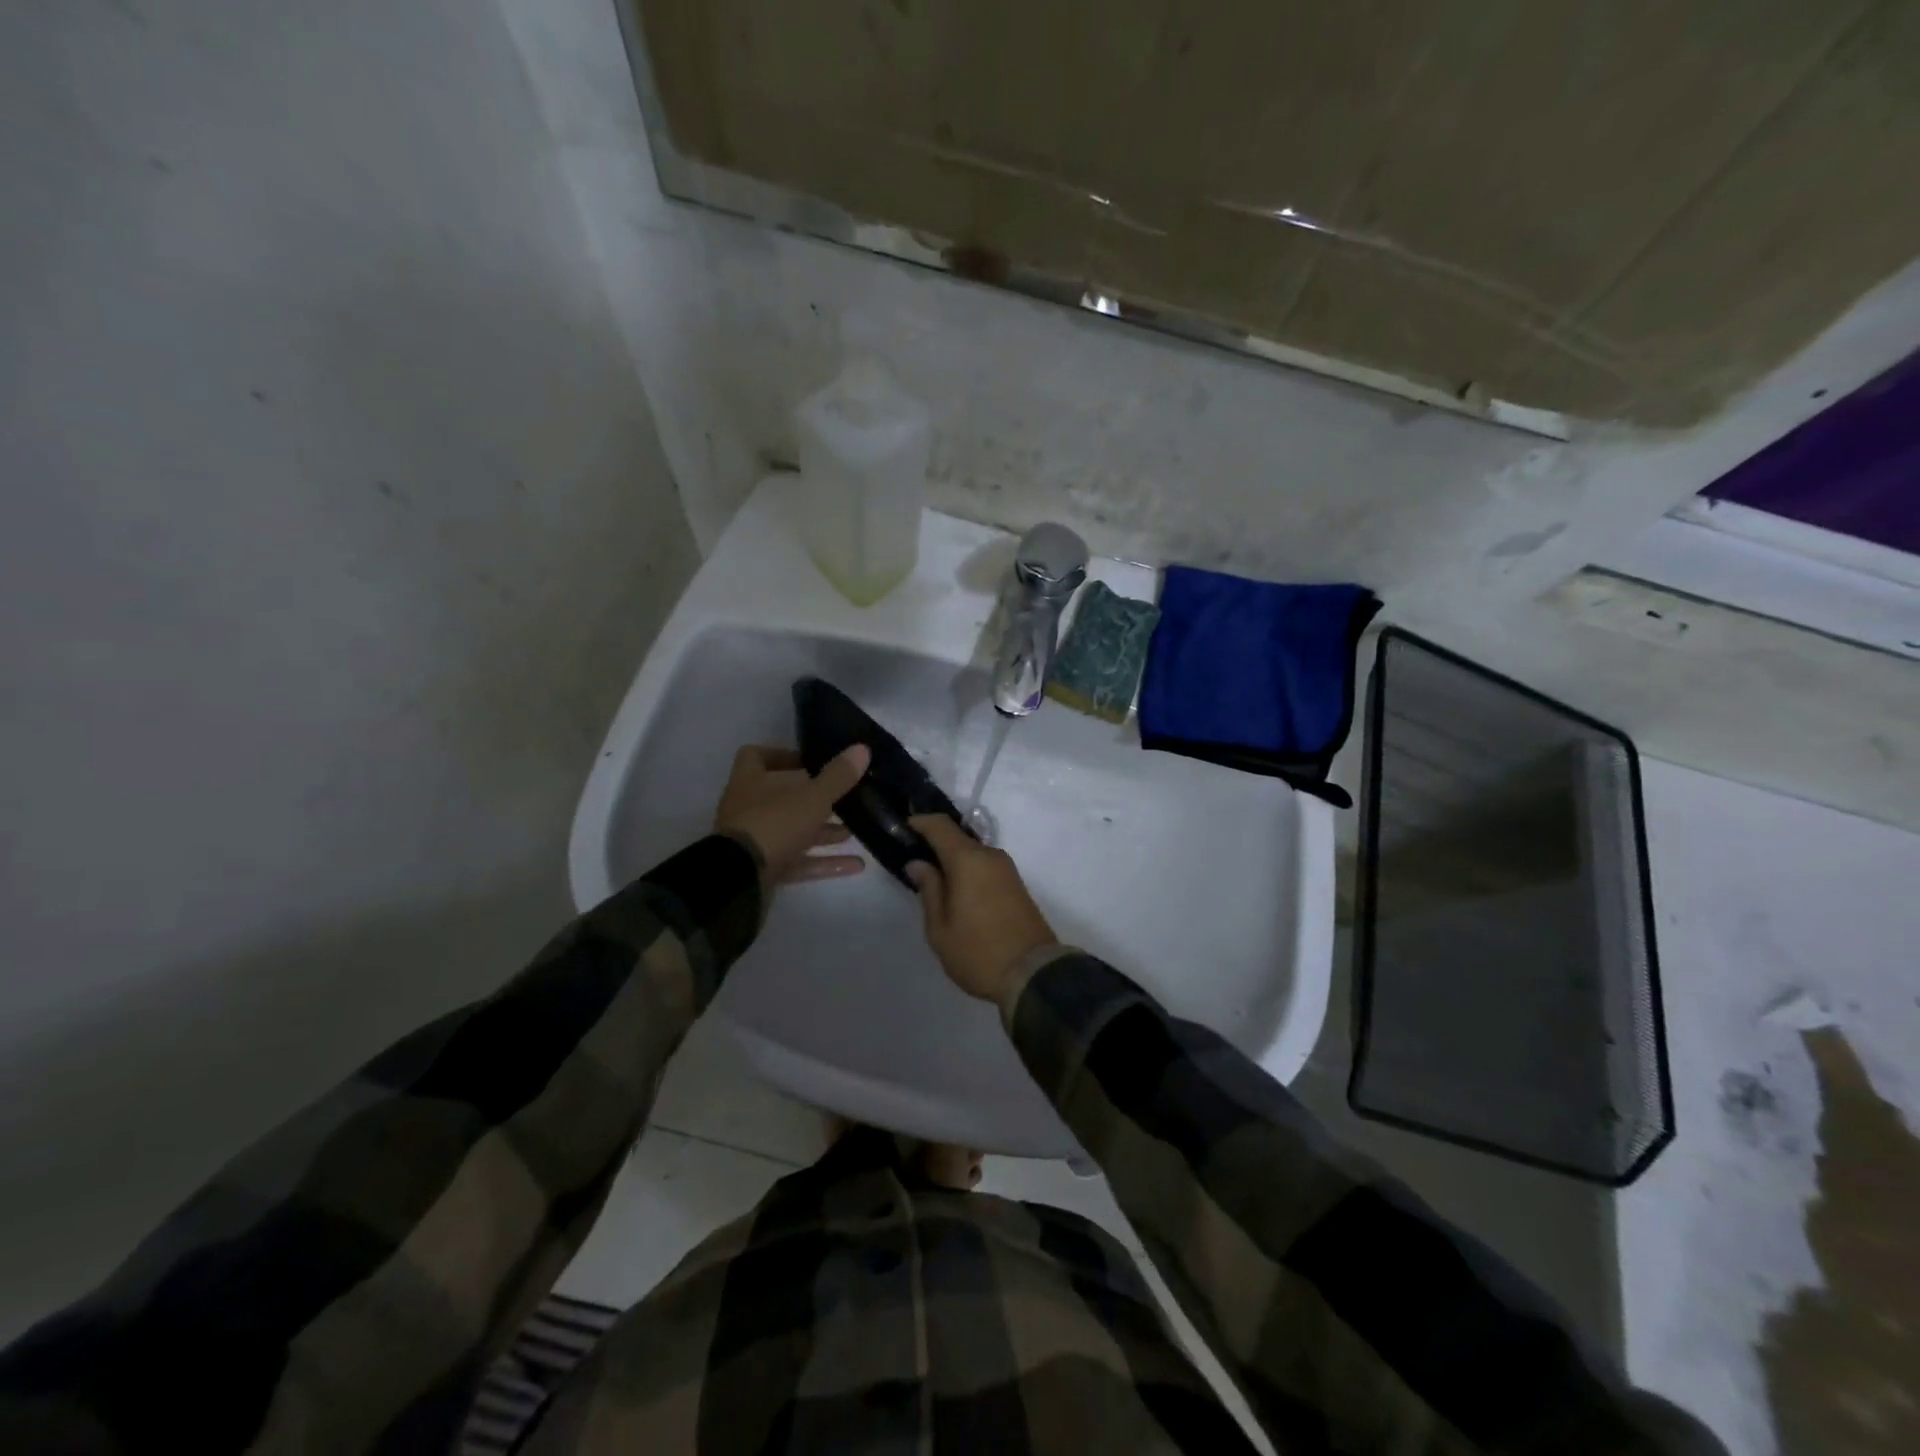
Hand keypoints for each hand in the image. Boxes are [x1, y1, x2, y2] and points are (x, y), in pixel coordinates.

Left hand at [714, 745, 870, 883]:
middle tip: (845, 798)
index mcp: (751, 781)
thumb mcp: (812, 797)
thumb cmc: (774, 823)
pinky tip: (857, 864)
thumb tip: (862, 748)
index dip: (783, 755)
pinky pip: (799, 861)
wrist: (741, 879)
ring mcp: (757, 841)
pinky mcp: (765, 869)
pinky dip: (825, 862)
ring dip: (824, 832)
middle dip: (816, 799)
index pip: (757, 756)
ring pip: (794, 831)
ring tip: (855, 830)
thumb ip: (838, 776)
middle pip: (783, 797)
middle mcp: (750, 808)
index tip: (811, 760)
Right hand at [907, 815, 1058, 1007]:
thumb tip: (919, 863)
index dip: (921, 822)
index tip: (904, 828)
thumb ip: (929, 889)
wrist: (1034, 975)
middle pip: (958, 839)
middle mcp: (990, 856)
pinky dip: (970, 872)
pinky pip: (986, 867)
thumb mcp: (940, 928)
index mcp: (968, 860)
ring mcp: (1008, 870)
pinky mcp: (1017, 885)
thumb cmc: (978, 952)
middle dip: (936, 846)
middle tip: (915, 864)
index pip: (941, 825)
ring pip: (974, 854)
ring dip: (954, 862)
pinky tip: (959, 893)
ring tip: (935, 883)